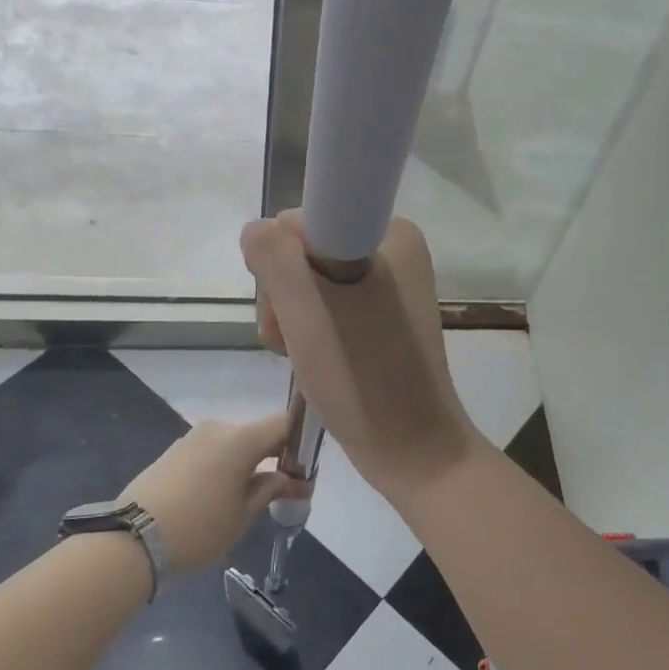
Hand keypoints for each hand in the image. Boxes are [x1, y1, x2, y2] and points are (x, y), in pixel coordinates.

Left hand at [121, 413, 308, 573]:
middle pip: (258, 433)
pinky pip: (212, 451)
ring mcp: (193, 437)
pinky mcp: (174, 451)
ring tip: (248, 497)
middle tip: (282, 490)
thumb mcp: (243, 514)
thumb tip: (292, 479)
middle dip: (274, 456)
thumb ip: (271, 489)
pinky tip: (220, 495)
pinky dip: (225, 465)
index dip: (299, 443)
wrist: (132, 538)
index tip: (302, 471)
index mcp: (241, 438)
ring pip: (234, 443)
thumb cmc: (199, 527)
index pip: (284, 423)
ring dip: (248, 462)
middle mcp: (218, 428)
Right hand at [240, 212, 483, 503]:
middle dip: (285, 298)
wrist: (411, 447)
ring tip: (302, 358)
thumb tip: (257, 232)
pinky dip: (309, 334)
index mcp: (390, 232)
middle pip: (303, 254)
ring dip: (292, 321)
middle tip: (294, 341)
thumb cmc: (360, 375)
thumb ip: (271, 253)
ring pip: (309, 285)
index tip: (289, 309)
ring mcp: (390, 287)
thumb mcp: (305, 307)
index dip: (279, 264)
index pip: (302, 222)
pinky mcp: (382, 320)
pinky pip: (327, 310)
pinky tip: (312, 363)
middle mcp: (394, 251)